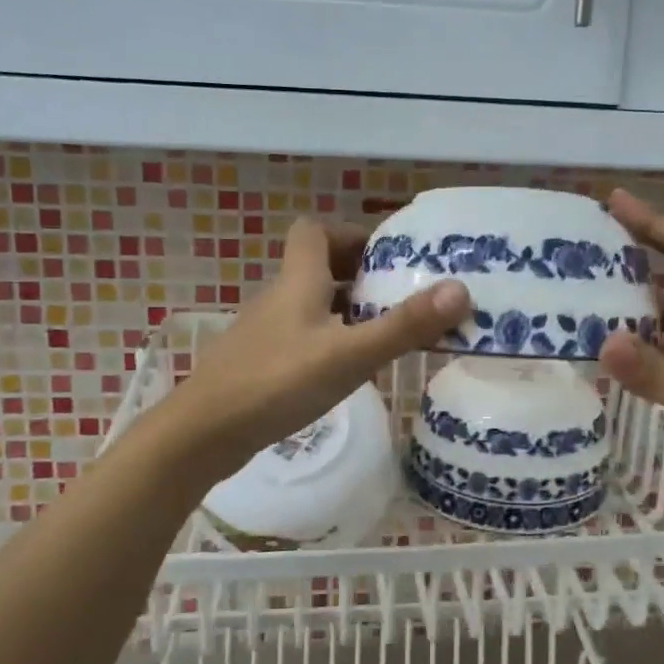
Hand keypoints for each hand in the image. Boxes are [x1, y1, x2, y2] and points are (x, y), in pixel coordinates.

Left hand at [161, 217, 470, 476]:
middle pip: (316, 266)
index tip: (385, 254)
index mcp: (298, 281)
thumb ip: (404, 326)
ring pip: (309, 304)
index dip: (349, 233)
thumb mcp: (350, 355)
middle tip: (396, 294)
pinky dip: (327, 339)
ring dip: (344, 308)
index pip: (314, 230)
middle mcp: (279, 297)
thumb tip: (460, 289)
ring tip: (383, 331)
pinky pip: (300, 335)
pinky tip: (346, 369)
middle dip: (356, 273)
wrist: (203, 433)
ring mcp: (265, 332)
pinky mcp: (259, 362)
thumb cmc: (278, 382)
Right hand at [598, 190, 663, 493]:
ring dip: (630, 295)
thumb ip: (660, 375)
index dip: (653, 224)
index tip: (614, 200)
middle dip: (636, 251)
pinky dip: (635, 335)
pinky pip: (661, 342)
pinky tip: (606, 340)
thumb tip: (602, 340)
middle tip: (586, 240)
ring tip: (584, 285)